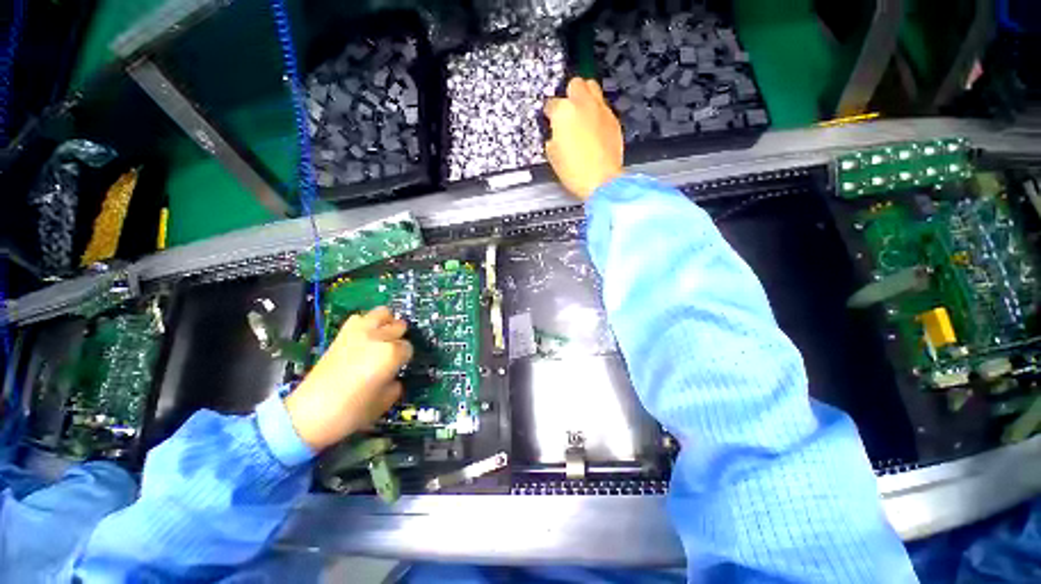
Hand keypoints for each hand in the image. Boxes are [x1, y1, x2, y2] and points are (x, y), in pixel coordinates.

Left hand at [285, 307, 412, 451]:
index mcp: (391, 354)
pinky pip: (360, 318)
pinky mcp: (342, 333)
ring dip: (386, 322)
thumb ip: (395, 383)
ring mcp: (359, 332)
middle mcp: (378, 337)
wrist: (309, 413)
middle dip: (399, 338)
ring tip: (383, 337)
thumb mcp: (384, 402)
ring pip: (382, 313)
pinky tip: (364, 338)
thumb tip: (394, 377)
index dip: (404, 359)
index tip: (398, 368)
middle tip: (393, 352)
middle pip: (399, 326)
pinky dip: (366, 323)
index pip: (408, 347)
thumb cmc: (351, 411)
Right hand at [544, 77, 623, 199]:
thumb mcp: (553, 156)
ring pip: (593, 88)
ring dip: (585, 96)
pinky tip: (594, 126)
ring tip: (582, 113)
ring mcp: (601, 110)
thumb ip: (552, 138)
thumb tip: (555, 134)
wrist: (602, 181)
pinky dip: (597, 112)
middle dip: (569, 94)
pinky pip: (604, 107)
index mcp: (563, 112)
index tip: (549, 119)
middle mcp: (583, 104)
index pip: (551, 104)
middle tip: (567, 110)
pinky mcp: (614, 120)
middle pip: (575, 83)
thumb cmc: (576, 172)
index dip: (549, 113)